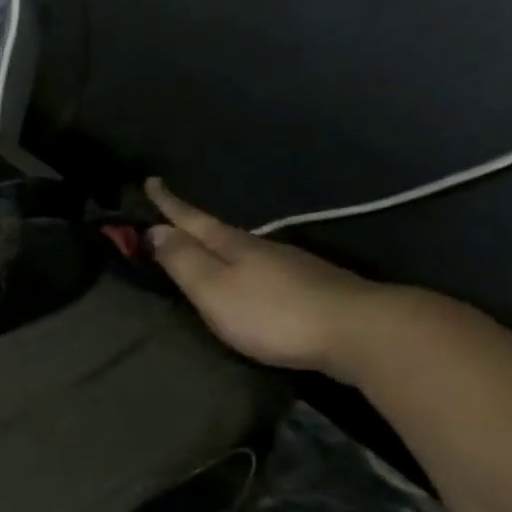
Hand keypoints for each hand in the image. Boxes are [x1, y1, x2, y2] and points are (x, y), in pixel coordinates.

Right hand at [145, 179, 388, 377]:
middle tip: (167, 217)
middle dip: (191, 225)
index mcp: (233, 245)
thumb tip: (154, 229)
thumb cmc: (273, 312)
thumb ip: (183, 261)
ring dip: (217, 247)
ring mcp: (291, 266)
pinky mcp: (311, 287)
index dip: (169, 203)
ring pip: (243, 250)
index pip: (192, 220)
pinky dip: (243, 267)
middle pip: (217, 232)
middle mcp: (262, 247)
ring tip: (202, 250)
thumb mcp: (214, 288)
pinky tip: (247, 278)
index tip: (151, 180)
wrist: (360, 331)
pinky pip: (263, 268)